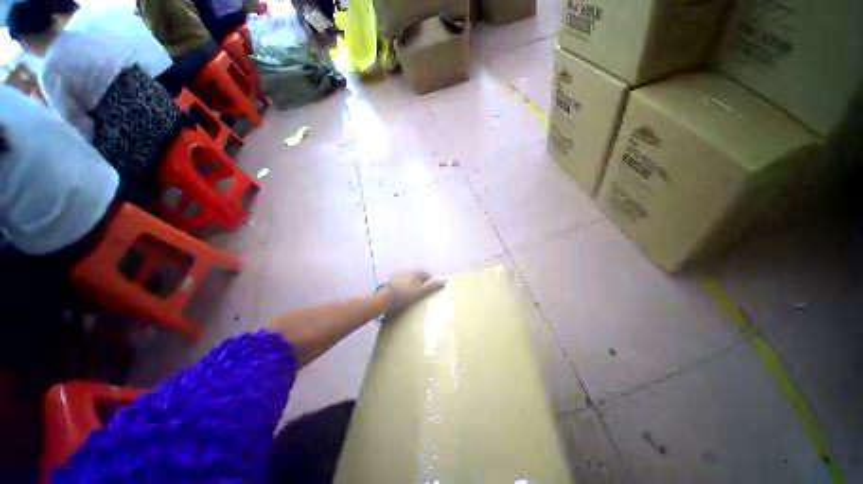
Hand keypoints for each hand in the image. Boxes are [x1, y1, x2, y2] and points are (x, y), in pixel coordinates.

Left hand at [382, 270, 444, 320]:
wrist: (385, 299)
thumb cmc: (405, 294)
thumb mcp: (422, 291)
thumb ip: (433, 286)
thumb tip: (445, 281)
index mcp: (416, 272)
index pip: (428, 275)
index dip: (432, 282)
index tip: (433, 292)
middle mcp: (408, 272)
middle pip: (419, 278)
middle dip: (423, 285)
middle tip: (425, 295)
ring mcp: (399, 277)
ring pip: (410, 282)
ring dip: (413, 287)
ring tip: (415, 298)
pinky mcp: (392, 283)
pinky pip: (403, 286)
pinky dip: (406, 290)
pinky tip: (405, 298)